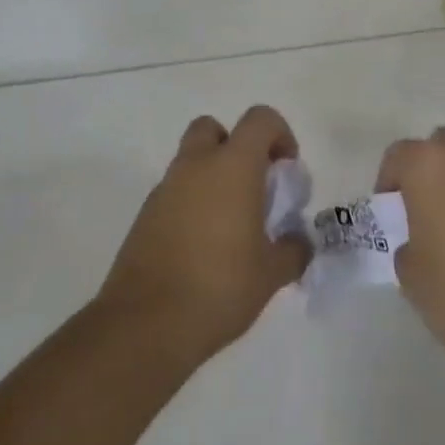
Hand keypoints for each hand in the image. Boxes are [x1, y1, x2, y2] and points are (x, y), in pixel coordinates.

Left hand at [97, 105, 310, 362]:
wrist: (145, 325)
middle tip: (251, 185)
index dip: (280, 134)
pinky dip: (190, 204)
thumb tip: (299, 243)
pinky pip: (174, 193)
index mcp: (233, 165)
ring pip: (191, 161)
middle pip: (214, 129)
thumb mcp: (270, 275)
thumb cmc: (218, 287)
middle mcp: (196, 165)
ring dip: (211, 177)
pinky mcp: (145, 216)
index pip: (260, 119)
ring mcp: (165, 188)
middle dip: (235, 147)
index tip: (286, 169)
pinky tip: (201, 247)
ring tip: (229, 225)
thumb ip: (293, 251)